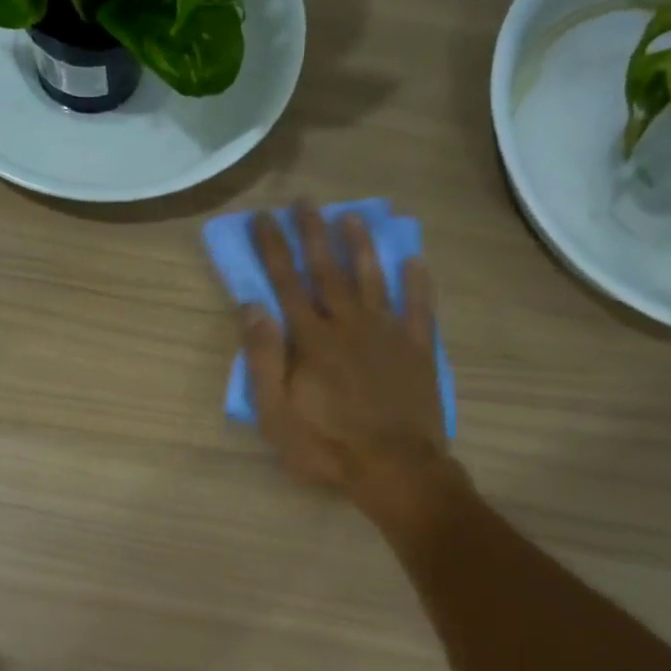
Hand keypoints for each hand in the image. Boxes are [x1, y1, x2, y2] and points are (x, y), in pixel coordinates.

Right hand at [242, 201, 459, 516]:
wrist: (395, 469)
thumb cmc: (326, 445)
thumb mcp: (276, 412)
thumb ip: (264, 357)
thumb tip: (251, 306)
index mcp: (311, 340)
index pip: (286, 283)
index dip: (274, 248)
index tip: (264, 217)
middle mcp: (348, 325)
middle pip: (327, 271)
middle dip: (313, 233)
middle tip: (304, 201)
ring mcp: (387, 334)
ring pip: (372, 280)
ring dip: (360, 246)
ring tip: (352, 216)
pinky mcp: (418, 350)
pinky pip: (419, 309)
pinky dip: (417, 283)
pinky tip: (414, 260)